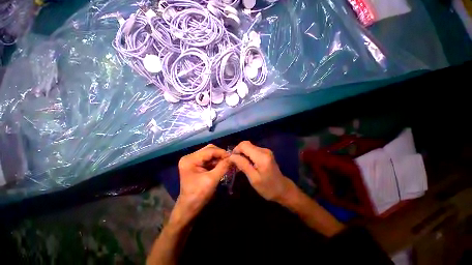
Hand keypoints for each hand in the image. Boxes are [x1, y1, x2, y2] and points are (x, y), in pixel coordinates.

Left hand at [174, 144, 229, 223]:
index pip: (209, 150)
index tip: (232, 157)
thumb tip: (233, 158)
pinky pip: (209, 159)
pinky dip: (216, 162)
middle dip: (220, 154)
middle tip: (230, 160)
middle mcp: (190, 157)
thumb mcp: (212, 180)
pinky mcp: (196, 164)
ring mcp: (193, 160)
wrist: (189, 208)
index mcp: (190, 159)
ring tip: (228, 163)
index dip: (222, 152)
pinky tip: (222, 165)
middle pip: (209, 150)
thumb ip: (223, 167)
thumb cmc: (198, 195)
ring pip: (210, 154)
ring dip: (219, 158)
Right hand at [229, 141, 292, 201]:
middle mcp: (264, 150)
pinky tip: (247, 164)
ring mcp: (265, 150)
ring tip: (240, 165)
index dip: (236, 150)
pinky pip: (252, 150)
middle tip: (235, 164)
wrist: (282, 189)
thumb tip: (231, 156)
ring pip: (249, 147)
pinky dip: (247, 155)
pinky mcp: (265, 153)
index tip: (232, 160)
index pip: (244, 145)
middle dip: (238, 152)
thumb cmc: (267, 187)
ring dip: (242, 154)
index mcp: (261, 156)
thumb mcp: (253, 178)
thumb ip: (243, 165)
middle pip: (246, 144)